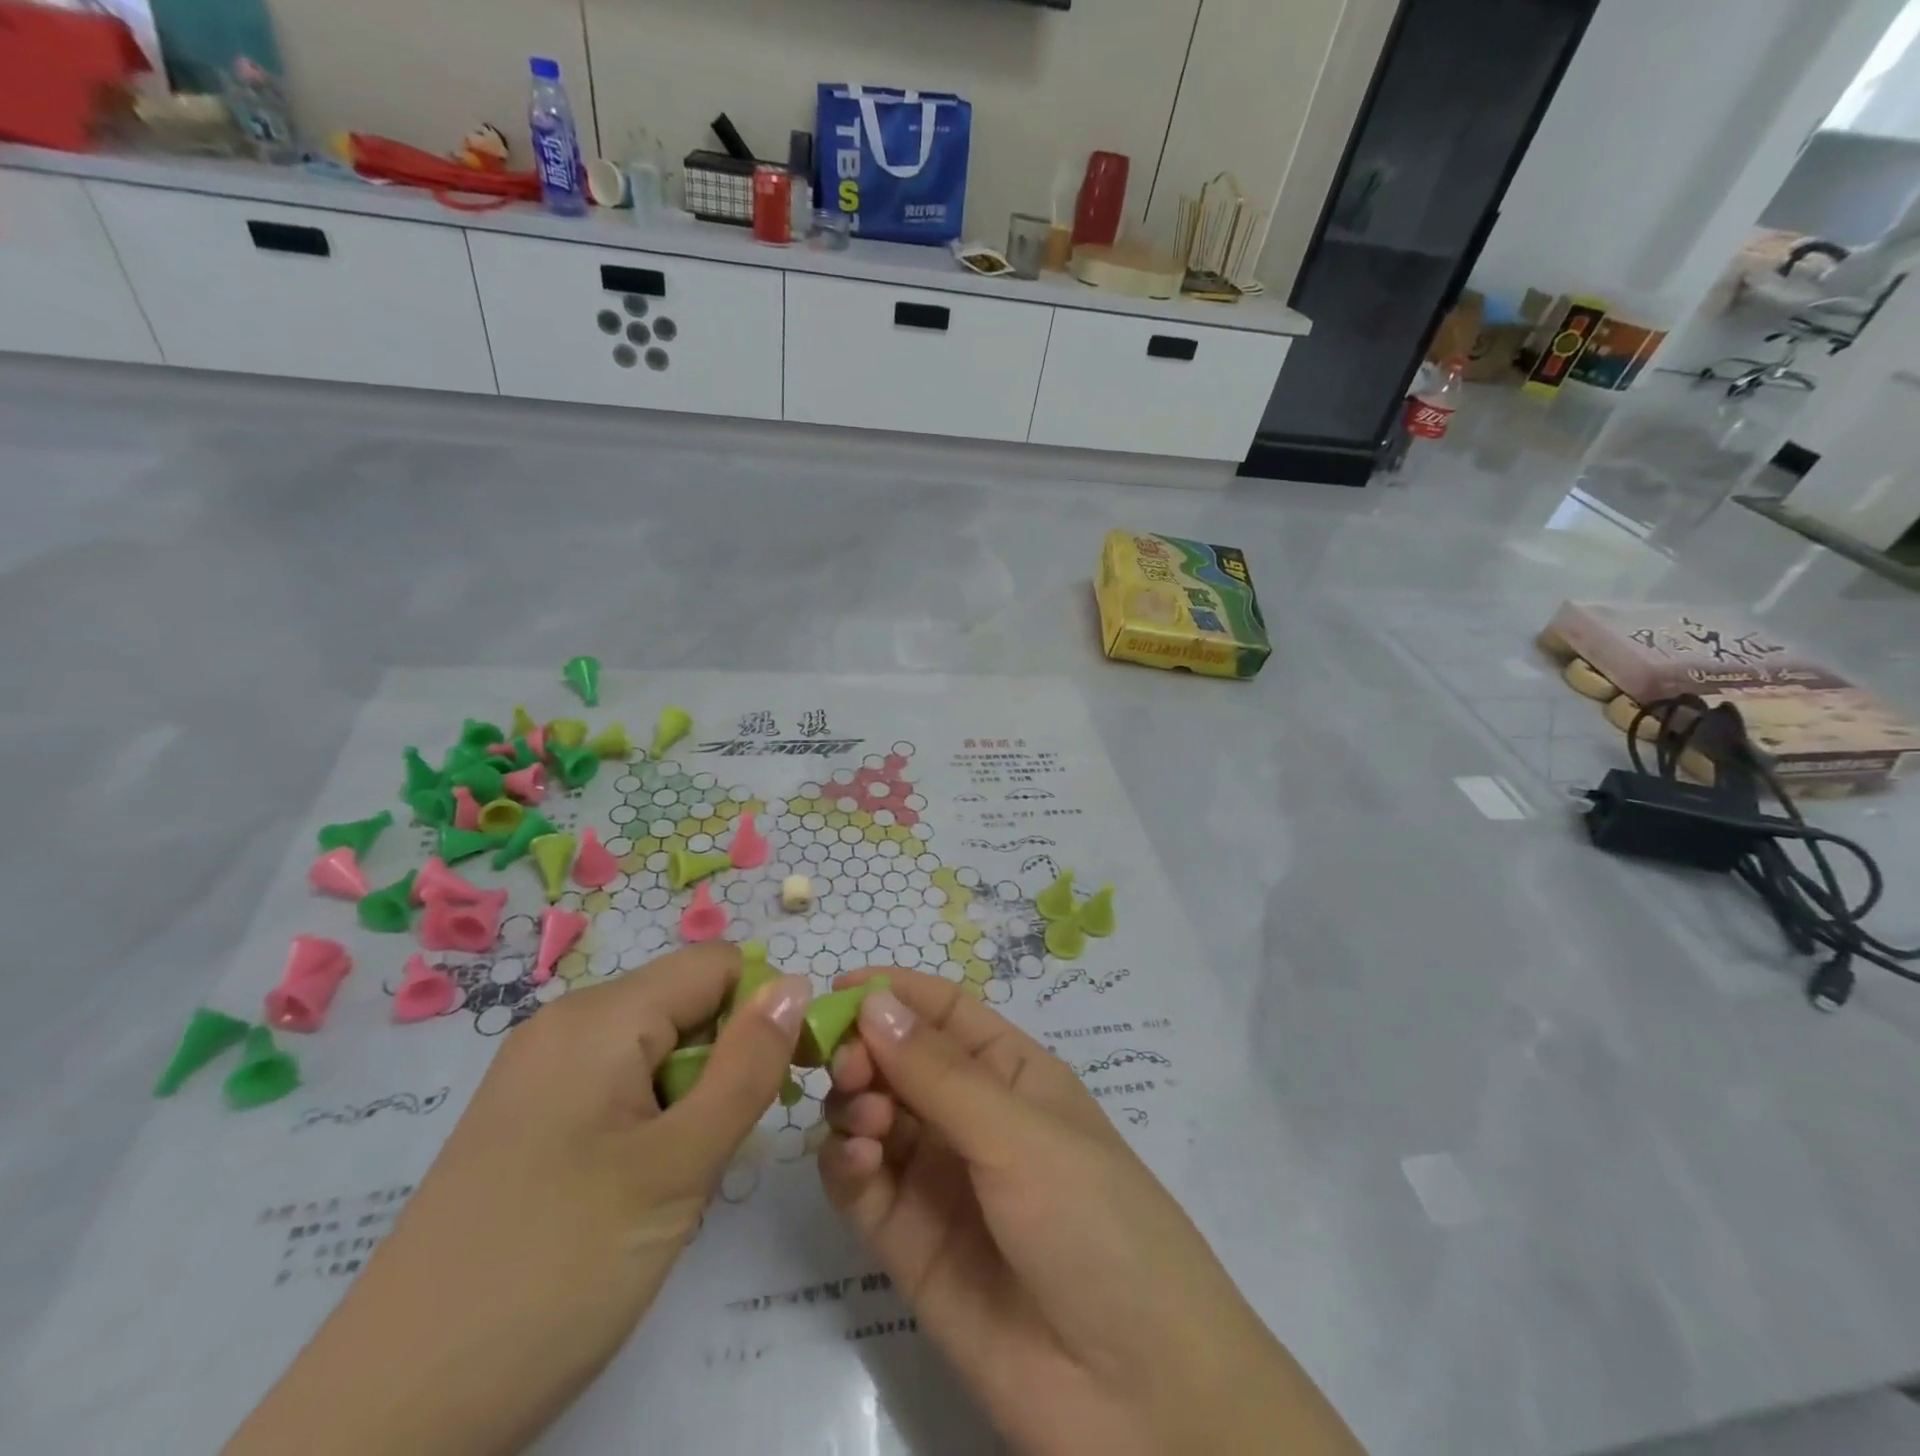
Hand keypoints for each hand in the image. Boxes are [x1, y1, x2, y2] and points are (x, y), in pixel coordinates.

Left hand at [226, 944, 809, 1455]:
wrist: (387, 1419)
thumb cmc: (555, 1270)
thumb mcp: (678, 1165)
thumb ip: (748, 1066)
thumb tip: (795, 984)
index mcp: (600, 1016)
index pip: (718, 965)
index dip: (767, 1008)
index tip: (793, 1076)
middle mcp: (566, 1025)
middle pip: (686, 1004)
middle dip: (728, 1057)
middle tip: (727, 1144)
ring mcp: (539, 1075)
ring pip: (656, 1049)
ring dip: (692, 1096)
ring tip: (681, 1175)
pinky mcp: (527, 1122)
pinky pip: (618, 1086)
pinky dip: (652, 1119)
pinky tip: (638, 1188)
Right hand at [820, 969, 1363, 1455]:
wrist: (1135, 1395)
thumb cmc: (1093, 1223)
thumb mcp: (1021, 1134)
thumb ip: (939, 1074)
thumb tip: (873, 1001)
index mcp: (1012, 1074)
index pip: (945, 1013)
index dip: (894, 994)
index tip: (836, 988)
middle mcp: (972, 1117)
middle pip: (900, 1061)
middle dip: (866, 1051)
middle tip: (845, 1065)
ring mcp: (938, 1180)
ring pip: (874, 1117)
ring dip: (855, 1104)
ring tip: (867, 1122)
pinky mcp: (908, 1243)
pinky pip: (862, 1184)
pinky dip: (846, 1163)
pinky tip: (856, 1161)